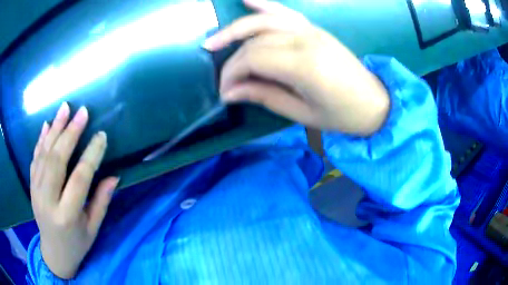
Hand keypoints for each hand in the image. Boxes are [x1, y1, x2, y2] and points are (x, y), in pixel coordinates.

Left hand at [30, 102, 118, 278]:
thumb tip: (114, 176)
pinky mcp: (31, 186)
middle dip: (70, 134)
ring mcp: (36, 192)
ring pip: (44, 155)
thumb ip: (101, 202)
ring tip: (65, 108)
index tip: (101, 135)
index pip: (79, 179)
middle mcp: (48, 201)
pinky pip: (34, 159)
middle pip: (57, 161)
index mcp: (67, 216)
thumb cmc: (77, 245)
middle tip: (83, 112)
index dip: (91, 155)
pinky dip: (41, 140)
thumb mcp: (93, 229)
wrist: (54, 253)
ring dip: (54, 129)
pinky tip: (47, 125)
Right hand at [204, 0, 388, 135]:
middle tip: (224, 80)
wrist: (374, 102)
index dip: (232, 74)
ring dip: (235, 29)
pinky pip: (284, 11)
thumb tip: (230, 92)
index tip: (225, 93)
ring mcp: (310, 29)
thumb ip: (264, 97)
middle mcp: (305, 39)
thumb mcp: (302, 113)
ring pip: (263, 22)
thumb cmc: (342, 115)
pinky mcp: (314, 28)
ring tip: (214, 41)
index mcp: (304, 65)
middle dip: (232, 60)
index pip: (252, 59)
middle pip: (254, 41)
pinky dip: (264, 4)